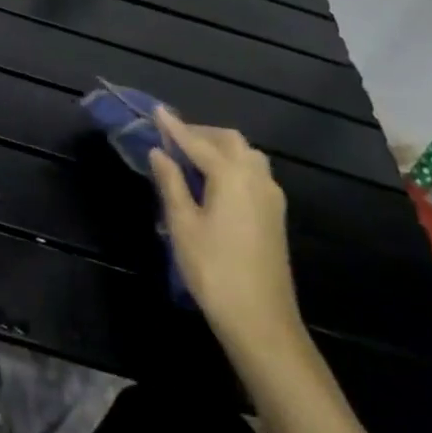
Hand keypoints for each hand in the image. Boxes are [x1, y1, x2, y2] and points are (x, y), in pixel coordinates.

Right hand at [148, 108, 306, 362]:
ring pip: (246, 155)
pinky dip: (232, 164)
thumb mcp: (182, 225)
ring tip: (192, 158)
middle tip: (172, 138)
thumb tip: (159, 153)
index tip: (157, 111)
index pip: (197, 142)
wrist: (261, 321)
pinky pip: (254, 173)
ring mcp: (271, 196)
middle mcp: (256, 177)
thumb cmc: (214, 270)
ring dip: (220, 148)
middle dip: (200, 133)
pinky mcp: (275, 214)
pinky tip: (215, 181)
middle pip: (229, 141)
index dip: (174, 127)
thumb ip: (171, 183)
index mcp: (232, 175)